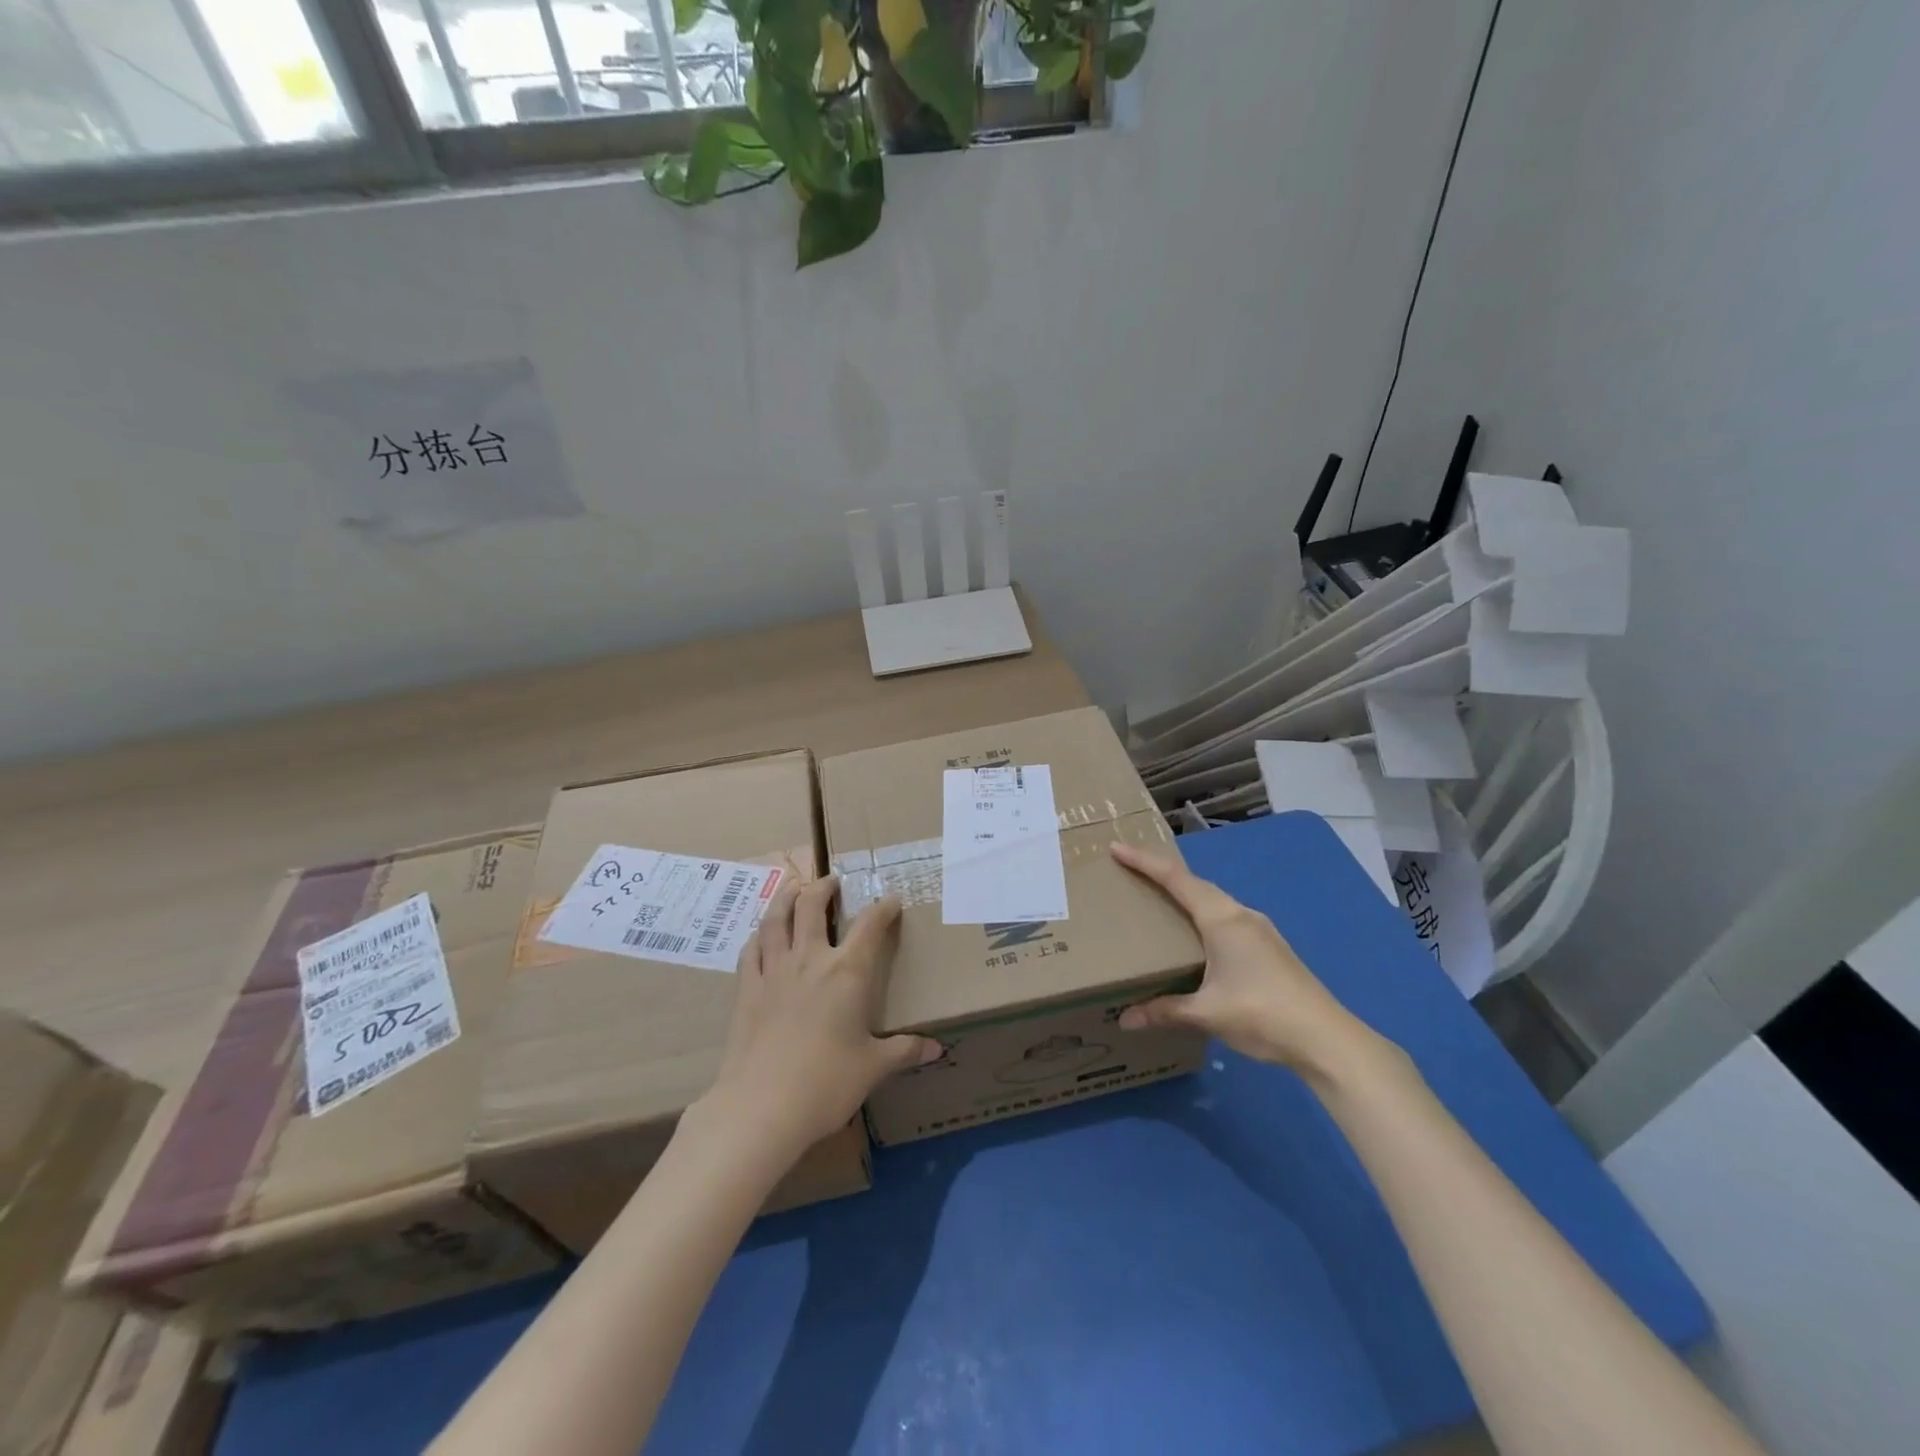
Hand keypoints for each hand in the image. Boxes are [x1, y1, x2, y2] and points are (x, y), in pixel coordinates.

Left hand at [696, 873, 939, 1166]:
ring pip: (776, 919)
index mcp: (847, 972)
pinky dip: (759, 934)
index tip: (891, 900)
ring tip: (793, 888)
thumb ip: (904, 1051)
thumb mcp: (873, 1067)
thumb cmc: (826, 1083)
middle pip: (812, 906)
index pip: (870, 926)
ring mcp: (774, 971)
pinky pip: (751, 949)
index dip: (883, 908)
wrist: (761, 1106)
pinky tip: (762, 934)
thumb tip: (937, 1049)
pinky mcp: (747, 989)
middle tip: (831, 881)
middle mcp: (810, 959)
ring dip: (786, 898)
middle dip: (823, 887)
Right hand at [1111, 842, 1373, 1078]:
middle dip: (1162, 873)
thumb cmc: (1262, 1014)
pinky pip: (1226, 917)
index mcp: (1222, 919)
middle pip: (1195, 883)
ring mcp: (1260, 930)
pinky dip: (1202, 914)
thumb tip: (1125, 1019)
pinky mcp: (1270, 947)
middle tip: (1131, 870)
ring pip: (1214, 900)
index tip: (1117, 847)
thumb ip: (1164, 1011)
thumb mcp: (1206, 1013)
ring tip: (1159, 900)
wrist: (1327, 1039)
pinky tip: (1196, 935)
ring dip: (1186, 894)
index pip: (1175, 879)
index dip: (1144, 862)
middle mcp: (1241, 915)